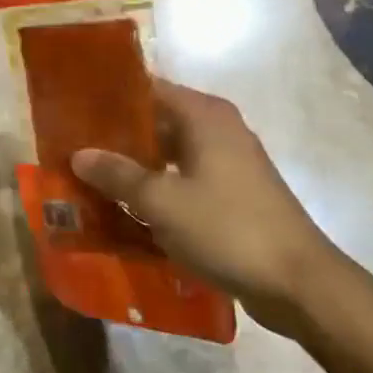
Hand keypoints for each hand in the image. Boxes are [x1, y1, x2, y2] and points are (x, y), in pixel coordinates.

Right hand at [71, 79, 340, 334]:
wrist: (299, 284)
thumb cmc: (228, 228)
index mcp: (204, 115)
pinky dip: (158, 189)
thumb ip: (117, 175)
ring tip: (91, 178)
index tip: (73, 107)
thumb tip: (79, 154)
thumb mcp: (162, 202)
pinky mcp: (233, 195)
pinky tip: (126, 209)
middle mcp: (217, 129)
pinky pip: (184, 180)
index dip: (110, 97)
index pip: (147, 88)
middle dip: (117, 136)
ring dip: (135, 167)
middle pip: (156, 121)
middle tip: (73, 147)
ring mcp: (228, 163)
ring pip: (169, 154)